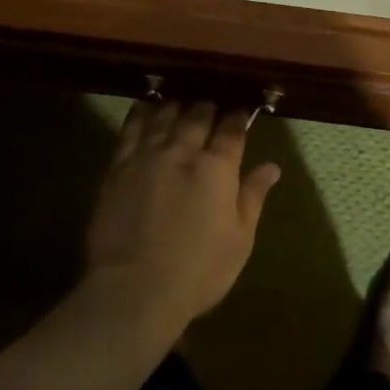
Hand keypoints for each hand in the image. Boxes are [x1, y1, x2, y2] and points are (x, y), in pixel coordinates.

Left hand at [85, 99, 280, 329]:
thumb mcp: (239, 240)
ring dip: (177, 104)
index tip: (241, 111)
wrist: (133, 291)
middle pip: (198, 115)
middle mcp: (183, 151)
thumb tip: (272, 166)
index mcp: (218, 168)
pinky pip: (131, 129)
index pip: (232, 130)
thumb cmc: (198, 272)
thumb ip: (253, 196)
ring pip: (165, 115)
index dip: (238, 117)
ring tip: (182, 99)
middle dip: (208, 106)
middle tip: (212, 103)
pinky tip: (146, 104)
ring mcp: (148, 156)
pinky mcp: (118, 167)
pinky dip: (142, 112)